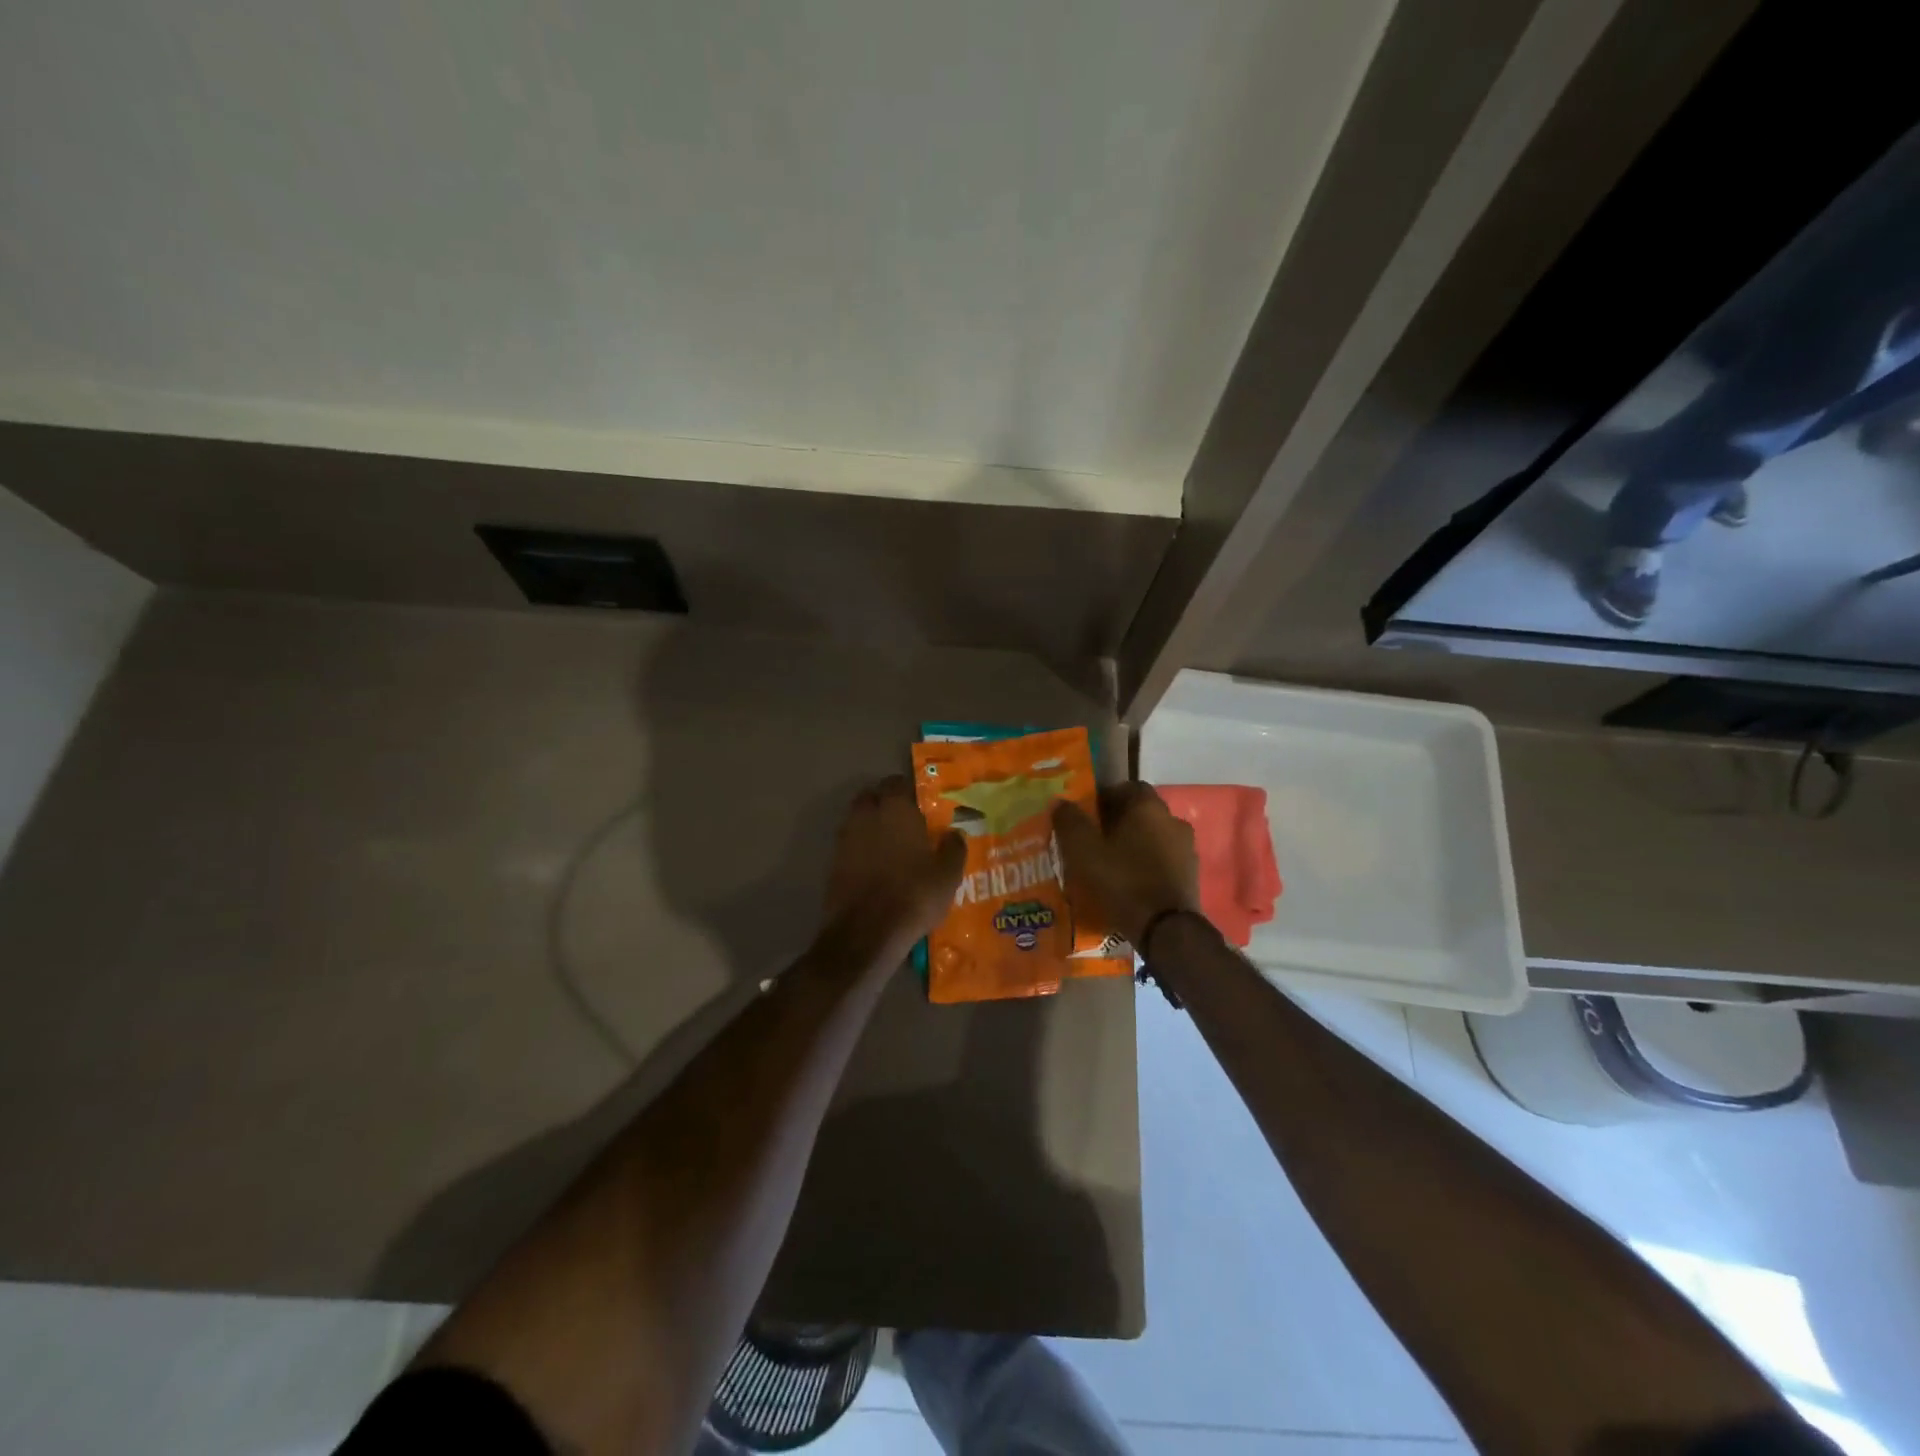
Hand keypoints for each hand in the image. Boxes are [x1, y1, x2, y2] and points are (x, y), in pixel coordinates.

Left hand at [823, 775, 966, 948]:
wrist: (866, 932)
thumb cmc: (914, 895)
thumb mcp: (948, 875)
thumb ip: (953, 848)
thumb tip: (954, 833)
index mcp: (896, 810)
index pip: (897, 783)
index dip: (908, 790)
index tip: (920, 803)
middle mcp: (867, 816)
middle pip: (872, 797)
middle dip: (884, 803)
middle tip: (904, 820)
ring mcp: (846, 839)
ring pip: (858, 820)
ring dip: (871, 825)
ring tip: (890, 844)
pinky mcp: (833, 863)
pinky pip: (850, 845)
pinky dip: (860, 848)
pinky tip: (875, 866)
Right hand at [1052, 783, 1200, 947]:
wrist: (1166, 929)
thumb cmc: (1122, 882)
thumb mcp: (1084, 852)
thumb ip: (1070, 822)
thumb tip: (1060, 801)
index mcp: (1148, 807)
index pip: (1127, 787)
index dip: (1106, 798)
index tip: (1088, 816)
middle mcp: (1172, 820)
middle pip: (1142, 812)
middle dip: (1119, 822)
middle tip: (1096, 841)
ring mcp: (1187, 848)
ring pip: (1154, 837)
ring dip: (1136, 844)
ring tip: (1113, 865)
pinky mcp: (1192, 874)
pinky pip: (1165, 860)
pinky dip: (1149, 865)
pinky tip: (1132, 884)